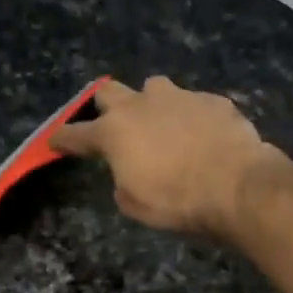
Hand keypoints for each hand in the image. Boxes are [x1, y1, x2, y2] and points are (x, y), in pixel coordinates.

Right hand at [48, 76, 281, 237]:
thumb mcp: (134, 204)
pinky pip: (193, 103)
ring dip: (151, 104)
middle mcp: (141, 105)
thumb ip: (123, 180)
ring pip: (154, 88)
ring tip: (163, 125)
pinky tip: (202, 136)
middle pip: (109, 92)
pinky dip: (191, 118)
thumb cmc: (176, 201)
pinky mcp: (212, 100)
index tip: (55, 141)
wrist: (236, 185)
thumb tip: (129, 169)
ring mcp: (179, 97)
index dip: (63, 139)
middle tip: (112, 124)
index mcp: (114, 132)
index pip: (76, 134)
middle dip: (105, 106)